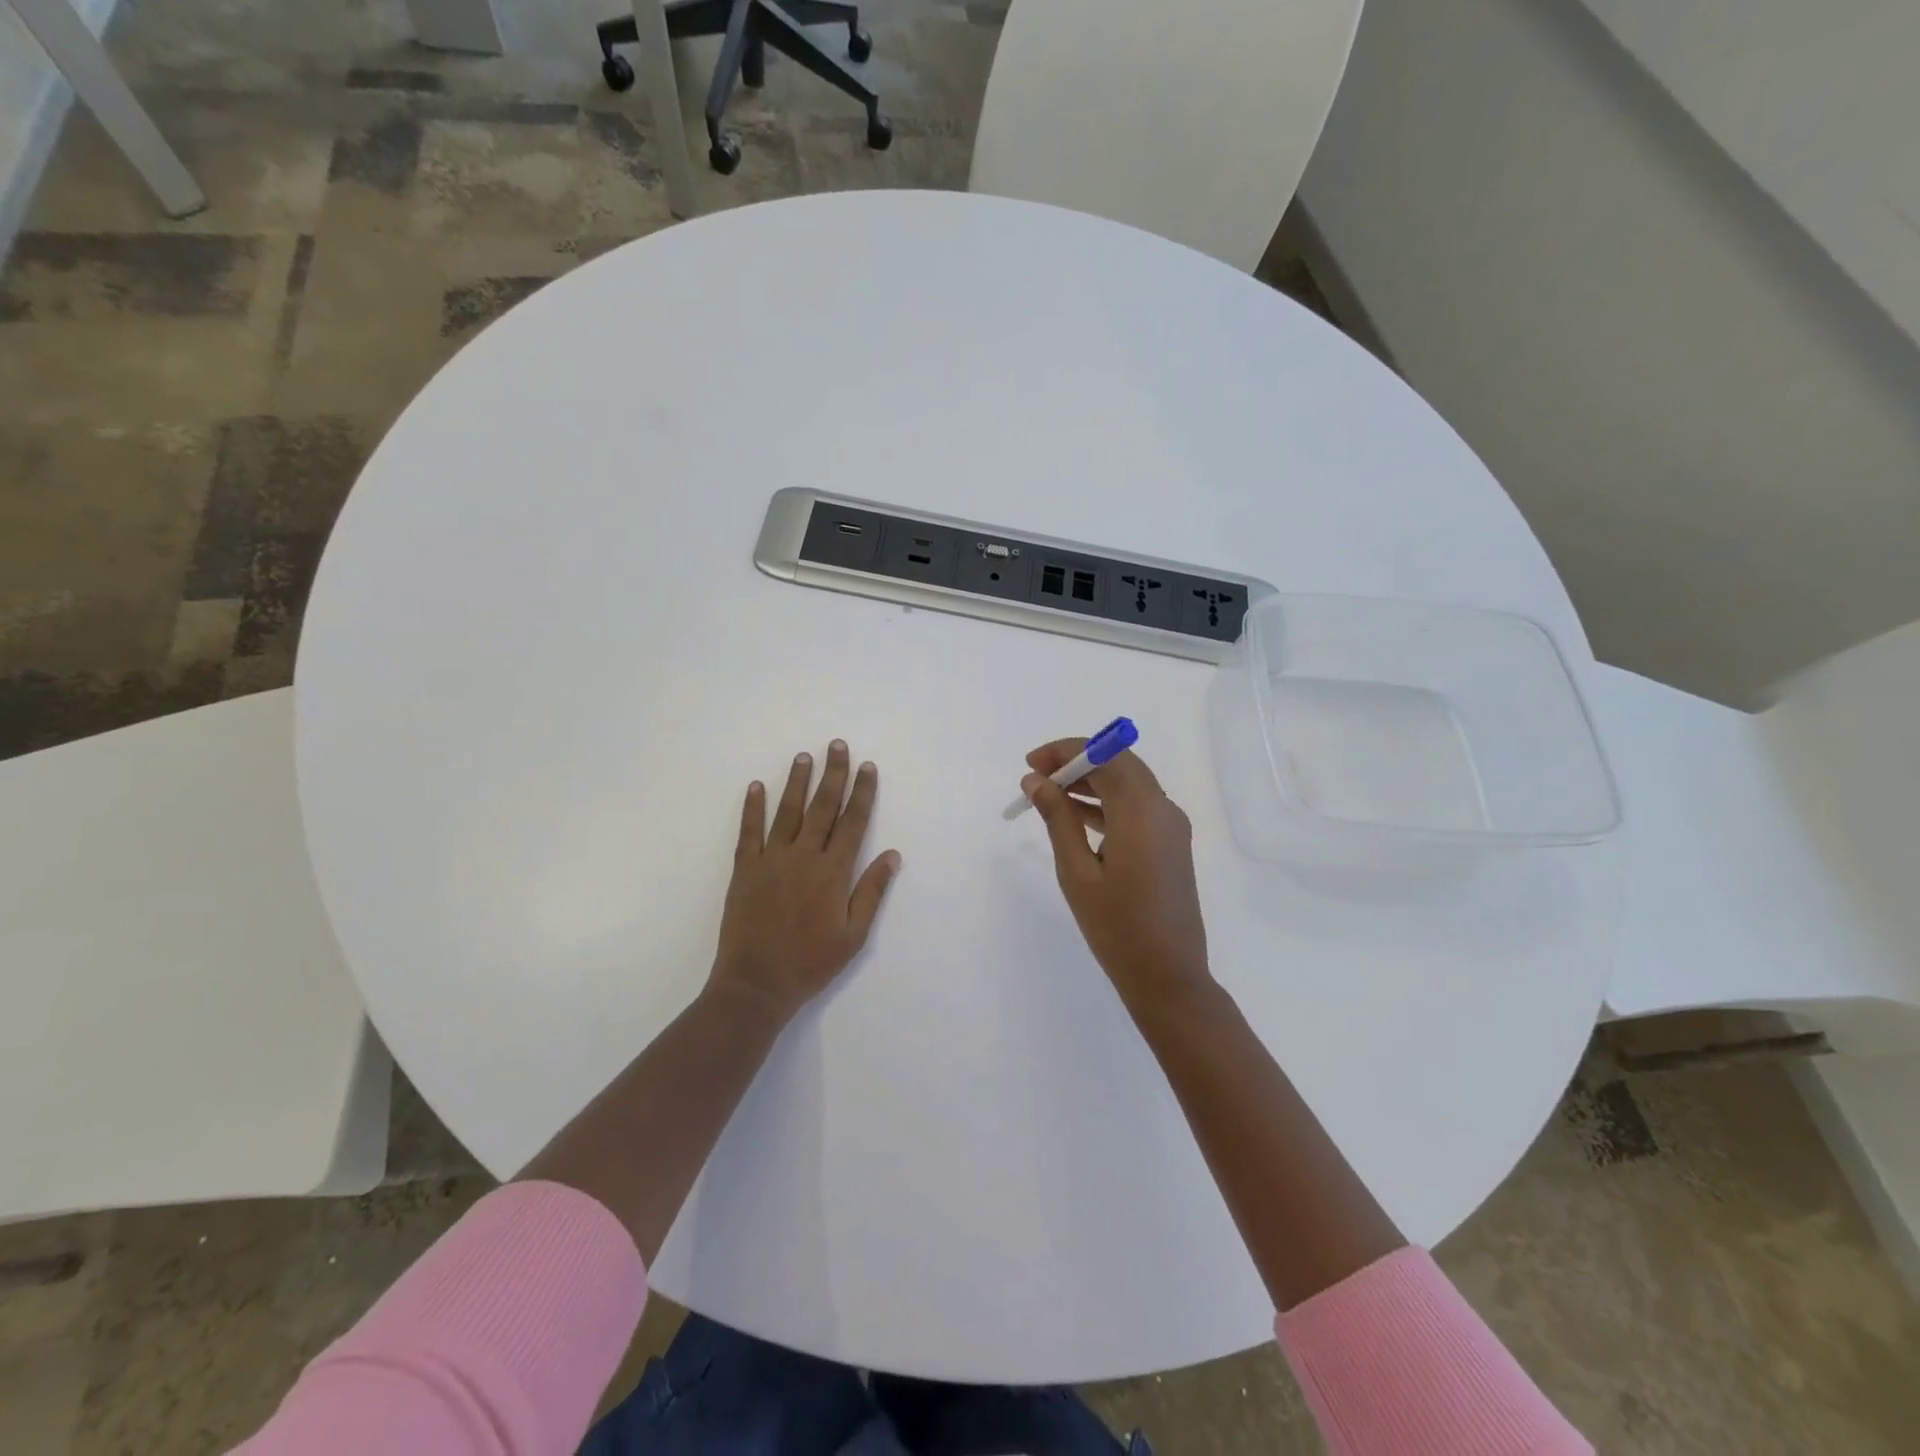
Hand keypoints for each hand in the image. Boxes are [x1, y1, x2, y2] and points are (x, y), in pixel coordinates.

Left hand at [710, 740, 901, 1021]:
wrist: (756, 984)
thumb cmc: (811, 963)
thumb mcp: (853, 935)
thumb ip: (871, 891)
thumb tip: (893, 855)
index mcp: (833, 872)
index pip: (852, 822)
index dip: (862, 793)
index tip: (867, 767)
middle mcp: (804, 856)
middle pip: (822, 807)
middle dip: (833, 774)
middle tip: (837, 745)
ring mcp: (771, 860)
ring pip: (787, 811)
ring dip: (796, 782)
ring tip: (804, 757)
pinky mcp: (745, 870)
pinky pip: (749, 831)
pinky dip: (753, 807)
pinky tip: (756, 786)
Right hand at [1021, 740, 1211, 1003]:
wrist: (1167, 976)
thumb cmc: (1116, 927)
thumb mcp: (1076, 871)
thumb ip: (1057, 818)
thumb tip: (1036, 781)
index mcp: (1141, 811)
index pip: (1104, 755)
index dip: (1065, 751)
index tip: (1030, 765)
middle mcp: (1163, 808)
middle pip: (1119, 763)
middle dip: (1077, 762)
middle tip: (1037, 778)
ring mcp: (1171, 826)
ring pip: (1129, 783)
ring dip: (1091, 781)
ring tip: (1048, 796)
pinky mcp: (1172, 843)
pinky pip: (1137, 806)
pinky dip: (1107, 802)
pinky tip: (1076, 816)